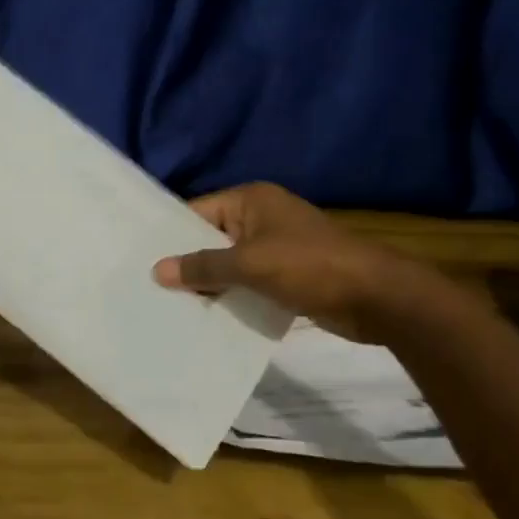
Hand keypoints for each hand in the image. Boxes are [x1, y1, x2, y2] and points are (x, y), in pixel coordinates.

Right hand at [152, 182, 448, 343]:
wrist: (378, 298)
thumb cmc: (310, 267)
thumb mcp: (250, 264)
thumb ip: (203, 267)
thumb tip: (158, 271)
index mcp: (251, 200)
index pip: (197, 212)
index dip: (170, 235)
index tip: (140, 259)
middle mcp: (261, 217)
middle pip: (211, 238)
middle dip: (188, 264)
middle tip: (150, 288)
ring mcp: (276, 246)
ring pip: (230, 264)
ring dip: (210, 285)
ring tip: (171, 307)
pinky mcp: (288, 274)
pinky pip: (249, 282)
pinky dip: (233, 297)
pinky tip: (209, 317)